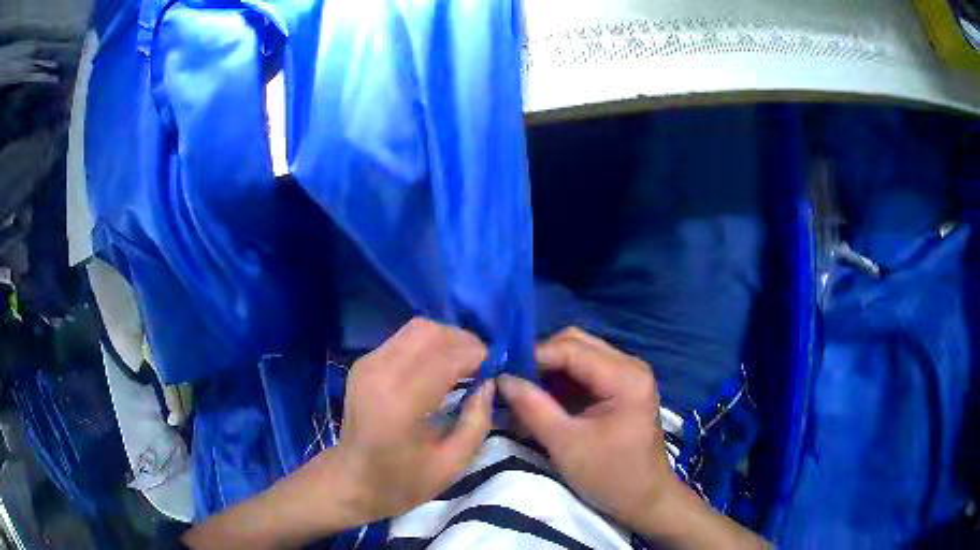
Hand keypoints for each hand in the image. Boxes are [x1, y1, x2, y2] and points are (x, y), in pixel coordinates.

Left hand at [336, 317, 494, 520]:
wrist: (351, 481)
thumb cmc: (402, 482)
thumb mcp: (451, 465)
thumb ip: (476, 422)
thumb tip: (488, 384)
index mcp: (401, 403)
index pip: (447, 358)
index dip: (478, 356)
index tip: (496, 369)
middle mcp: (381, 374)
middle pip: (431, 333)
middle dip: (464, 342)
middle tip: (482, 364)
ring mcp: (368, 364)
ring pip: (416, 329)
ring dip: (446, 339)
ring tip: (464, 363)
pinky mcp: (363, 363)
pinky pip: (403, 338)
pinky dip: (428, 344)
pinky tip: (439, 365)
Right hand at [499, 327, 672, 531]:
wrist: (645, 499)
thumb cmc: (610, 476)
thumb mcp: (566, 444)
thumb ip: (532, 408)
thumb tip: (501, 378)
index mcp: (624, 376)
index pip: (570, 348)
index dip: (532, 356)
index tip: (500, 372)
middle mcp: (629, 366)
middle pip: (575, 343)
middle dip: (540, 360)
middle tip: (511, 382)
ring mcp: (627, 375)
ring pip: (578, 355)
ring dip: (549, 371)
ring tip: (522, 394)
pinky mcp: (621, 388)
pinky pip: (585, 372)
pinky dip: (561, 383)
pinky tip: (542, 401)